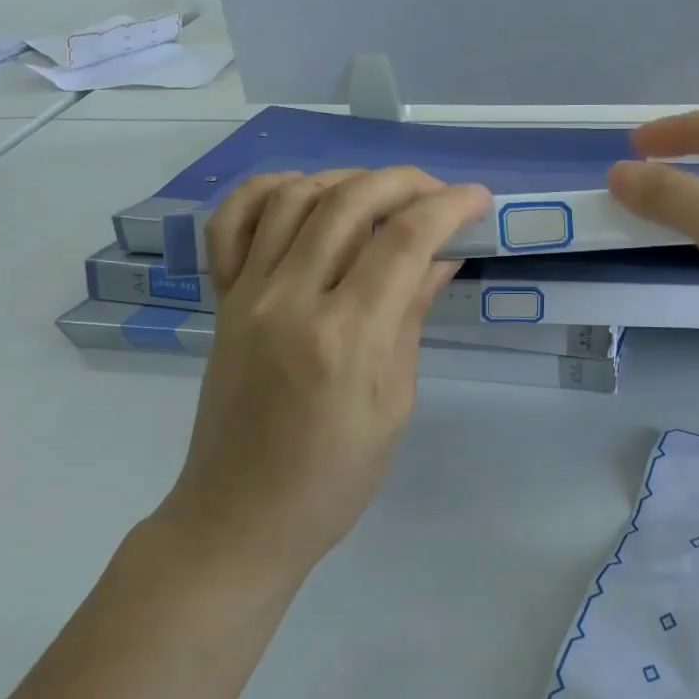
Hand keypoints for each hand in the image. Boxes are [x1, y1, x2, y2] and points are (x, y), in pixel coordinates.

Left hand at [162, 167, 490, 573]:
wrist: (240, 518)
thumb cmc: (335, 477)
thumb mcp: (395, 403)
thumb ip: (412, 317)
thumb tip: (442, 256)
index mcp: (346, 339)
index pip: (404, 242)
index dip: (449, 208)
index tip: (478, 200)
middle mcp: (291, 301)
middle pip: (349, 203)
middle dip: (405, 182)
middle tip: (439, 194)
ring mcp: (246, 296)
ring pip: (293, 196)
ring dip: (347, 179)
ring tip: (382, 195)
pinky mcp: (220, 301)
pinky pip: (231, 223)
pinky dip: (268, 191)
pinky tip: (304, 193)